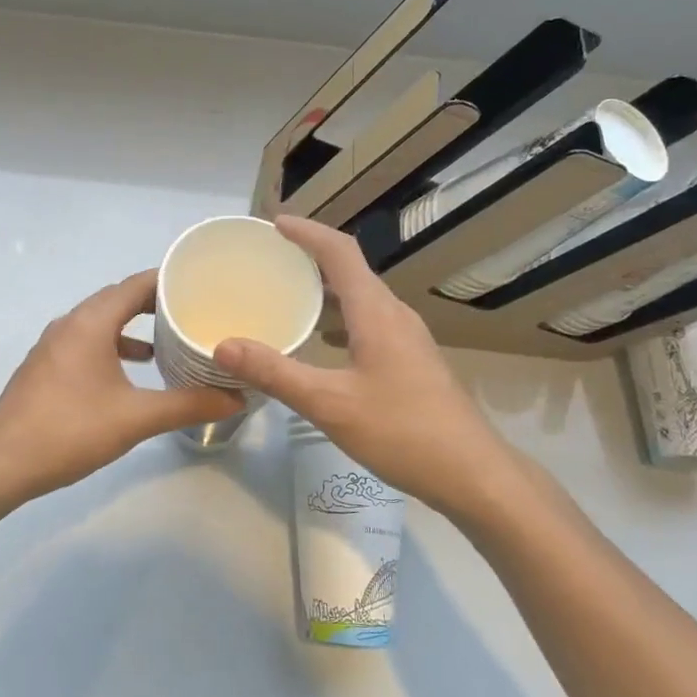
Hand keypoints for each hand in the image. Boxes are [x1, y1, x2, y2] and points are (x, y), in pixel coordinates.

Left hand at [0, 270, 243, 499]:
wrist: (0, 464)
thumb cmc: (70, 431)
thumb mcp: (135, 418)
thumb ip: (187, 405)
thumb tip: (235, 397)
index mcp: (89, 323)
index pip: (135, 284)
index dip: (169, 281)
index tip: (202, 285)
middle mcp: (69, 324)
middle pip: (117, 299)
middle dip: (154, 303)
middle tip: (193, 311)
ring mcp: (52, 345)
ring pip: (100, 322)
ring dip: (132, 326)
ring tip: (168, 341)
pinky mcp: (45, 367)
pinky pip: (86, 341)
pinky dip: (112, 345)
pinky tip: (131, 372)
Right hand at [213, 216, 518, 512]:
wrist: (472, 473)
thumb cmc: (402, 431)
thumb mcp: (329, 403)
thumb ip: (275, 372)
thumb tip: (223, 345)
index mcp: (376, 312)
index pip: (340, 252)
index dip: (307, 232)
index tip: (274, 223)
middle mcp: (395, 315)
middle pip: (352, 269)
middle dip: (312, 256)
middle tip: (271, 258)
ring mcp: (408, 338)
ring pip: (363, 298)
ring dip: (327, 288)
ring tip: (290, 294)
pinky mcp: (413, 361)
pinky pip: (370, 322)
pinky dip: (341, 318)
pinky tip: (323, 343)